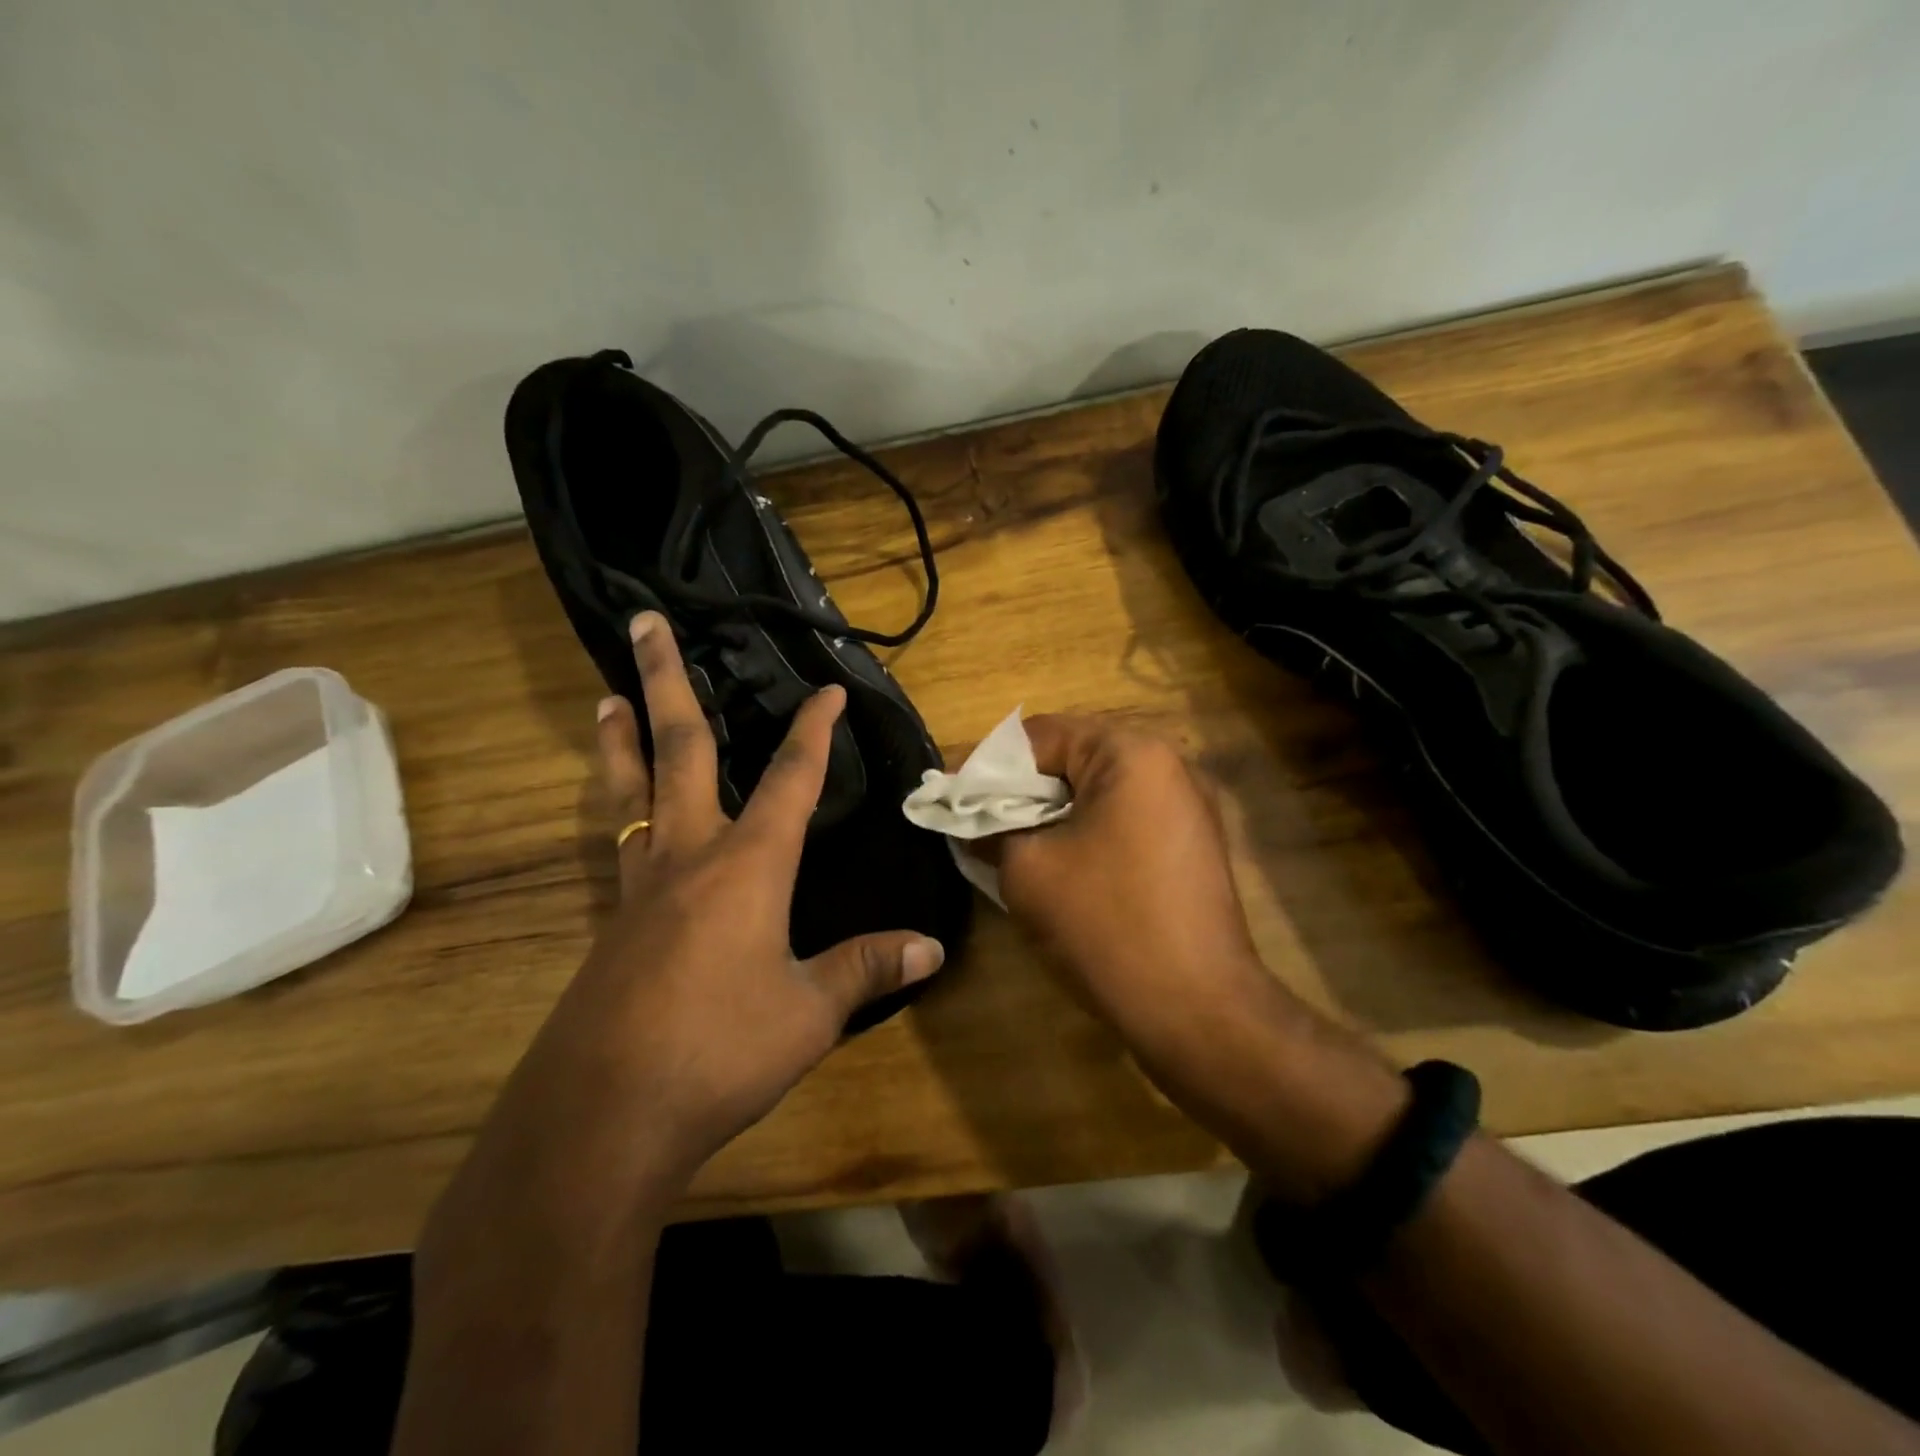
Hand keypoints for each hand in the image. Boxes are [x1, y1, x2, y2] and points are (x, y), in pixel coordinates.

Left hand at [556, 612, 945, 1167]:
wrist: (601, 1119)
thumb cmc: (718, 1053)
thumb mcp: (809, 1012)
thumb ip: (866, 968)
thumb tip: (932, 946)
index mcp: (748, 866)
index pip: (791, 779)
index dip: (814, 732)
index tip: (827, 691)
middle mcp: (690, 858)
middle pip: (682, 752)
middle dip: (667, 683)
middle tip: (644, 624)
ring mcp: (642, 889)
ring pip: (630, 793)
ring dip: (624, 741)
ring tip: (608, 700)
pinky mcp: (614, 925)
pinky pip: (621, 847)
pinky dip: (623, 814)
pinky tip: (628, 826)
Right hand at [996, 714, 1274, 1049]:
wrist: (1198, 1009)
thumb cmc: (1107, 925)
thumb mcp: (1028, 869)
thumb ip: (993, 828)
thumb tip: (973, 821)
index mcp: (1131, 753)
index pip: (1041, 734)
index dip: (987, 764)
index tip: (950, 794)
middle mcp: (1169, 764)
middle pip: (1074, 756)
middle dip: (1021, 787)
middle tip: (976, 818)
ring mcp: (1190, 805)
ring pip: (1100, 790)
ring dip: (1053, 809)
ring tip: (1010, 840)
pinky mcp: (1195, 843)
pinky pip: (1126, 818)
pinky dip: (1087, 829)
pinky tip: (1059, 862)